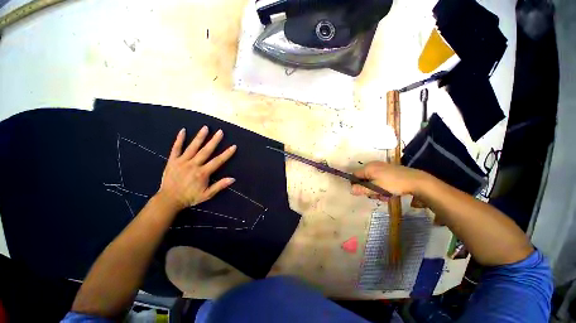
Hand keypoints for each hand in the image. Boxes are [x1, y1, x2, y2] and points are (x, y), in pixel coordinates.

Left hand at [156, 126, 236, 210]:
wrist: (169, 200)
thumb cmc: (190, 197)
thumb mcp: (207, 194)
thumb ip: (219, 186)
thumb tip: (233, 179)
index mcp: (203, 173)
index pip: (217, 161)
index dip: (226, 153)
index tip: (233, 146)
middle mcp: (193, 165)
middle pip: (206, 151)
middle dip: (214, 141)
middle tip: (220, 131)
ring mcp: (182, 161)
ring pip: (193, 147)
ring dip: (200, 137)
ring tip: (205, 127)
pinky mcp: (172, 161)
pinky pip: (176, 148)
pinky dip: (179, 139)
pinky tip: (183, 131)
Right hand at [351, 161, 424, 199]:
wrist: (417, 181)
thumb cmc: (394, 184)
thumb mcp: (376, 188)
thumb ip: (362, 189)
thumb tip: (350, 190)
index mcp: (368, 168)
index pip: (355, 175)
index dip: (356, 184)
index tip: (363, 192)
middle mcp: (373, 165)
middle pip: (364, 178)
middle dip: (368, 188)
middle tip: (376, 195)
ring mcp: (381, 167)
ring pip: (372, 180)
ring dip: (376, 189)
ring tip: (384, 195)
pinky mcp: (389, 170)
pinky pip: (379, 179)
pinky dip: (382, 186)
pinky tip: (389, 192)